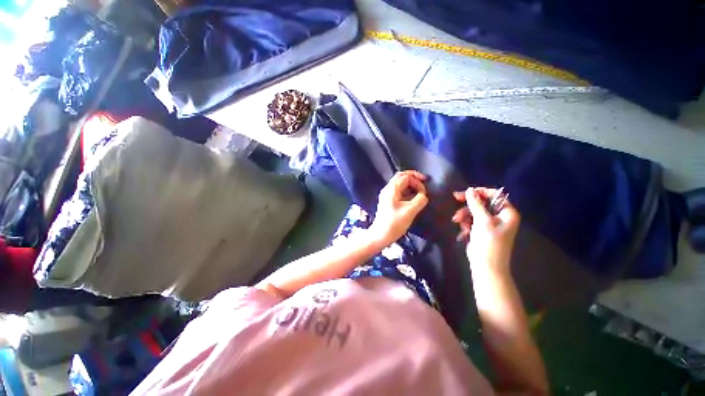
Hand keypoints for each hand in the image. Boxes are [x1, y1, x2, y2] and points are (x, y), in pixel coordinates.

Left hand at [370, 170, 428, 245]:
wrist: (380, 236)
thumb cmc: (393, 224)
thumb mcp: (409, 211)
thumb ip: (419, 200)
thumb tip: (423, 196)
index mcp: (391, 189)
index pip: (404, 176)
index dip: (416, 180)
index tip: (425, 189)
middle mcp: (388, 190)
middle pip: (401, 178)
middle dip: (414, 180)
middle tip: (424, 186)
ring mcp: (388, 196)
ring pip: (401, 186)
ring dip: (411, 187)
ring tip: (421, 194)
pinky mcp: (389, 203)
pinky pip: (400, 193)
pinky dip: (408, 193)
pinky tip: (414, 200)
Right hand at [452, 187, 519, 274]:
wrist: (486, 265)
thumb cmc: (488, 242)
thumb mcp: (482, 220)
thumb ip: (475, 204)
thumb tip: (469, 189)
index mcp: (507, 213)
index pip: (495, 195)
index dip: (480, 192)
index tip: (466, 191)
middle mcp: (500, 217)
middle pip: (483, 202)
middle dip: (469, 204)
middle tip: (455, 198)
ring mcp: (490, 224)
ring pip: (475, 211)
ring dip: (464, 214)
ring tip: (456, 220)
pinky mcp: (481, 231)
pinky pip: (472, 220)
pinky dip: (466, 223)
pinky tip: (463, 230)